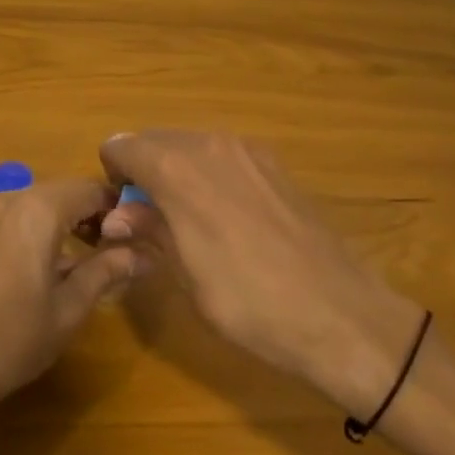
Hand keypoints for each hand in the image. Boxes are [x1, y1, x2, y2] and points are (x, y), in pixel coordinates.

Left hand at [0, 179, 141, 423]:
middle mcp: (8, 200)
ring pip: (33, 205)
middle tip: (111, 250)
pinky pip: (8, 220)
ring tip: (79, 262)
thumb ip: (108, 270)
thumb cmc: (15, 338)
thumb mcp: (71, 307)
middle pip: (61, 192)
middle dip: (89, 214)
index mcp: (38, 209)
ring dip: (60, 222)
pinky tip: (36, 270)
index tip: (135, 236)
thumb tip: (146, 254)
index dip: (117, 208)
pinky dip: (31, 232)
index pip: (90, 189)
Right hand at [98, 130, 454, 454]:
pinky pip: (223, 155)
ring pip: (191, 144)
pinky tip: (225, 217)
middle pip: (156, 139)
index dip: (113, 174)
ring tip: (185, 219)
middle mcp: (211, 144)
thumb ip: (149, 230)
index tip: (119, 209)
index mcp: (178, 169)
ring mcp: (248, 150)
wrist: (341, 316)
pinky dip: (208, 173)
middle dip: (143, 169)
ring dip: (176, 170)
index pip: (124, 147)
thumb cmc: (250, 303)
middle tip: (146, 216)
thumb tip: (117, 215)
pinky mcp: (275, 165)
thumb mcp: (186, 274)